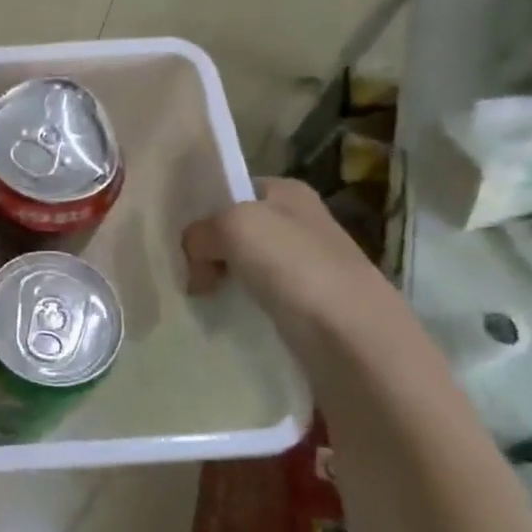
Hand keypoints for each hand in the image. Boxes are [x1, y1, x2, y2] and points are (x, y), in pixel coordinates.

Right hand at [181, 178, 397, 335]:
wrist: (354, 341)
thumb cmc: (296, 268)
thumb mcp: (234, 227)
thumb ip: (199, 234)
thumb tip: (196, 264)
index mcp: (288, 192)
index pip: (231, 190)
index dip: (202, 211)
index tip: (177, 239)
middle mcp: (300, 224)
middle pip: (234, 231)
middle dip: (207, 251)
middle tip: (183, 274)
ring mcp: (306, 268)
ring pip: (243, 268)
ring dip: (218, 282)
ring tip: (197, 300)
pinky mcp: (306, 309)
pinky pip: (257, 301)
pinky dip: (237, 309)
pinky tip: (223, 320)